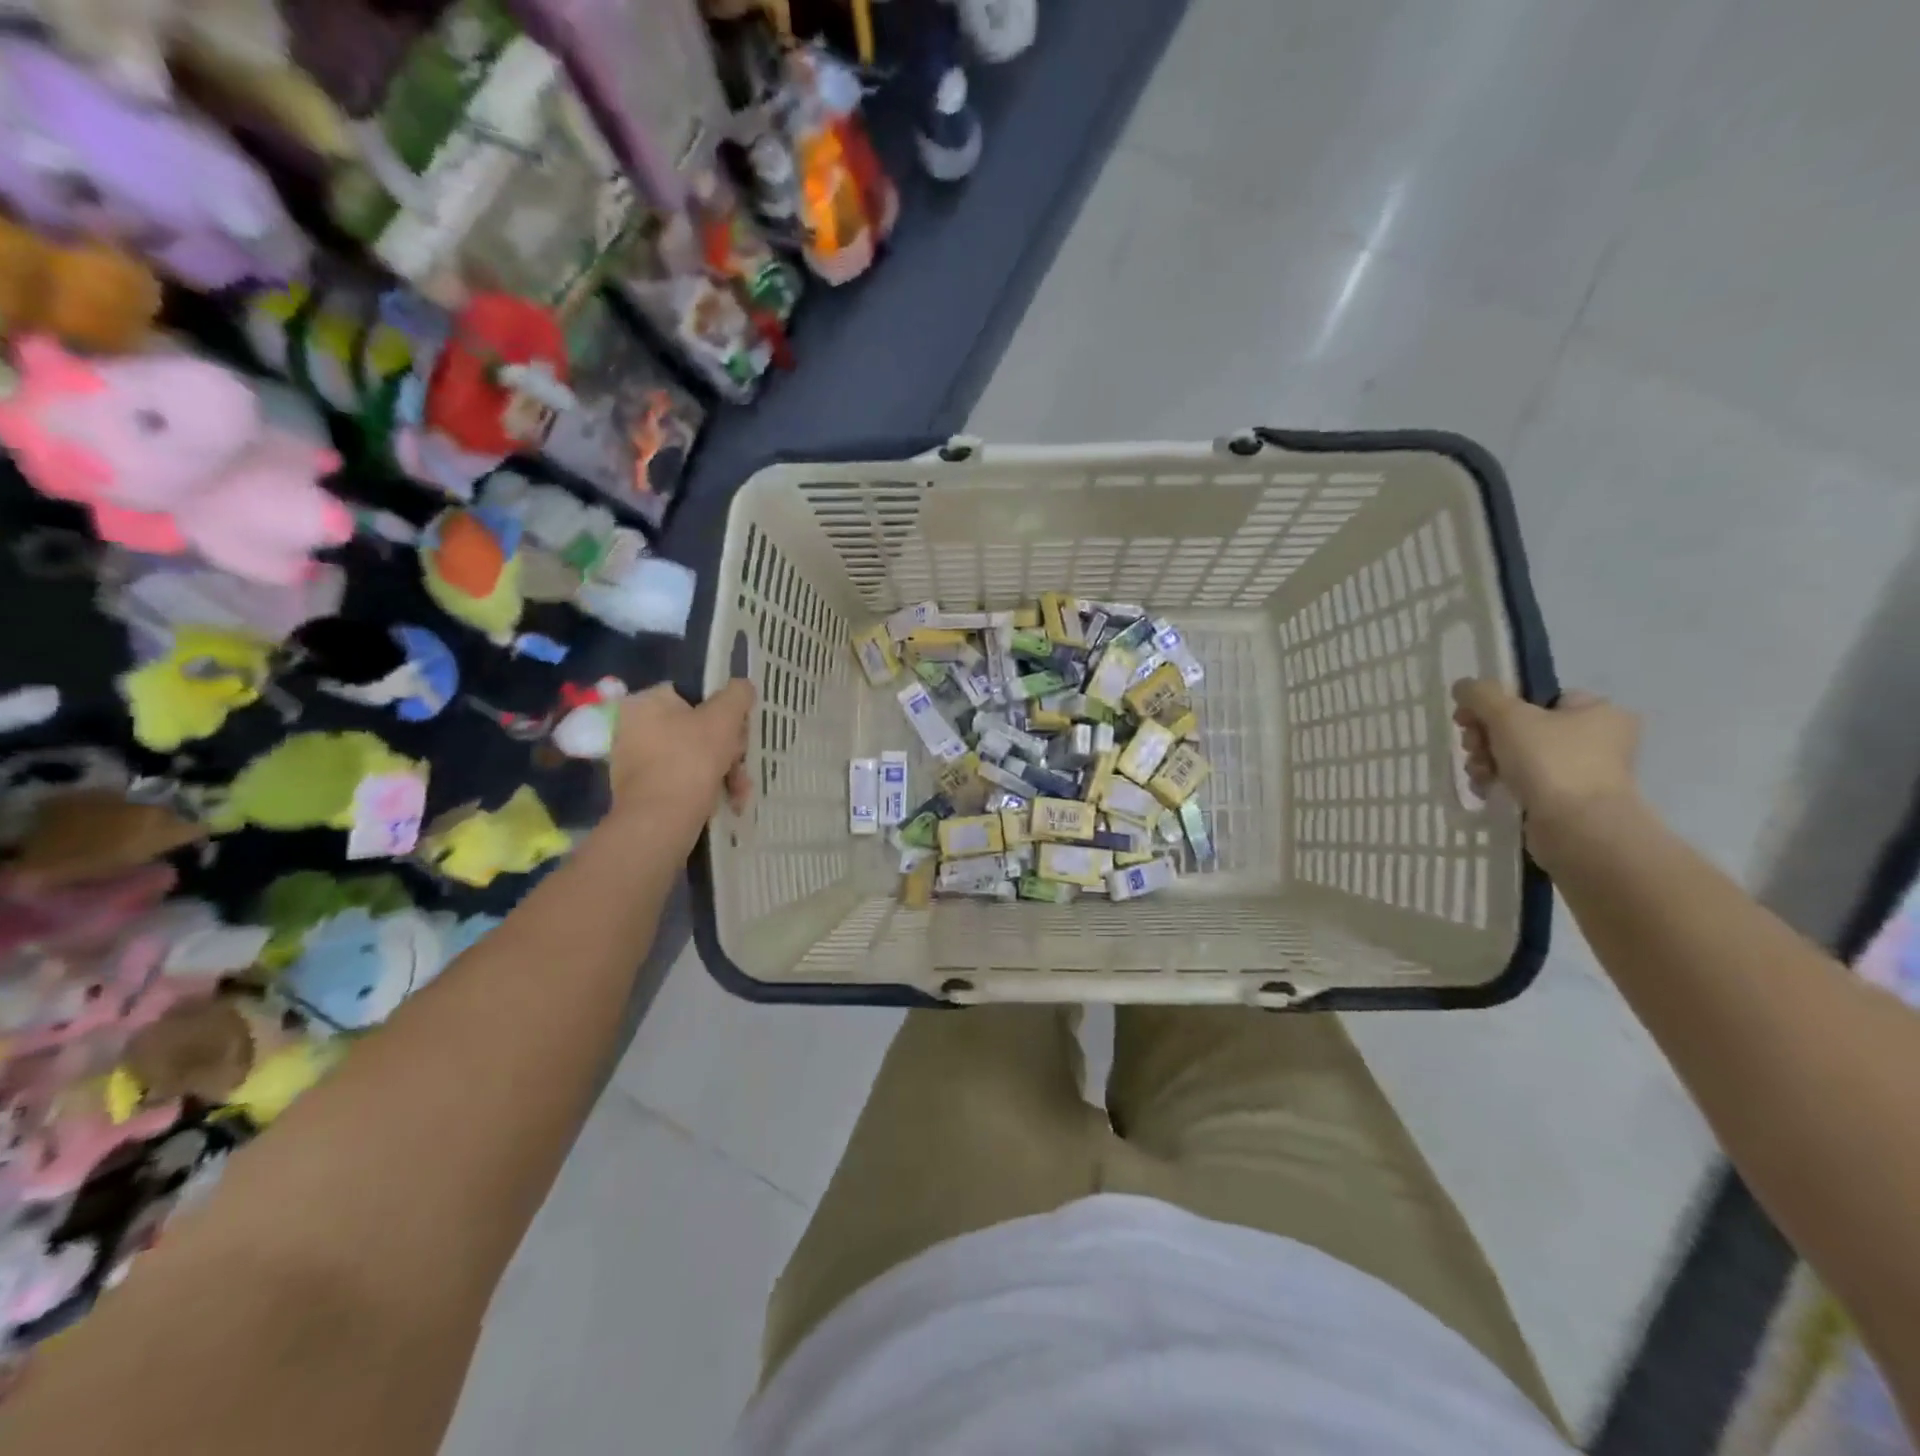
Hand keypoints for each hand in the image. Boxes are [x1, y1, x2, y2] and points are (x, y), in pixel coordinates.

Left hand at [606, 681, 754, 839]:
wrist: (661, 821)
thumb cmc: (692, 759)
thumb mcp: (725, 718)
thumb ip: (738, 695)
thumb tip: (743, 687)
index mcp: (645, 702)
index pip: (694, 694)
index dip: (724, 711)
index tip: (741, 730)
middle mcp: (634, 727)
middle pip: (697, 727)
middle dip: (728, 748)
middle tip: (742, 762)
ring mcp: (636, 761)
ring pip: (694, 756)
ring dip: (725, 770)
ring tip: (740, 790)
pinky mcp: (643, 791)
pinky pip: (682, 779)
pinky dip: (706, 787)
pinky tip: (728, 801)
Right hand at [1451, 679, 1640, 830]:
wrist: (1578, 828)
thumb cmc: (1550, 761)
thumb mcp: (1508, 716)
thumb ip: (1481, 694)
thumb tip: (1463, 686)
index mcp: (1596, 711)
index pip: (1537, 697)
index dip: (1497, 706)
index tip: (1469, 719)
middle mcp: (1596, 738)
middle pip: (1521, 726)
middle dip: (1486, 737)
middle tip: (1473, 748)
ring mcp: (1582, 771)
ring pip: (1517, 755)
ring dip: (1487, 760)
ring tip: (1479, 773)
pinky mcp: (1566, 799)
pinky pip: (1523, 781)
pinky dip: (1500, 782)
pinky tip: (1486, 788)